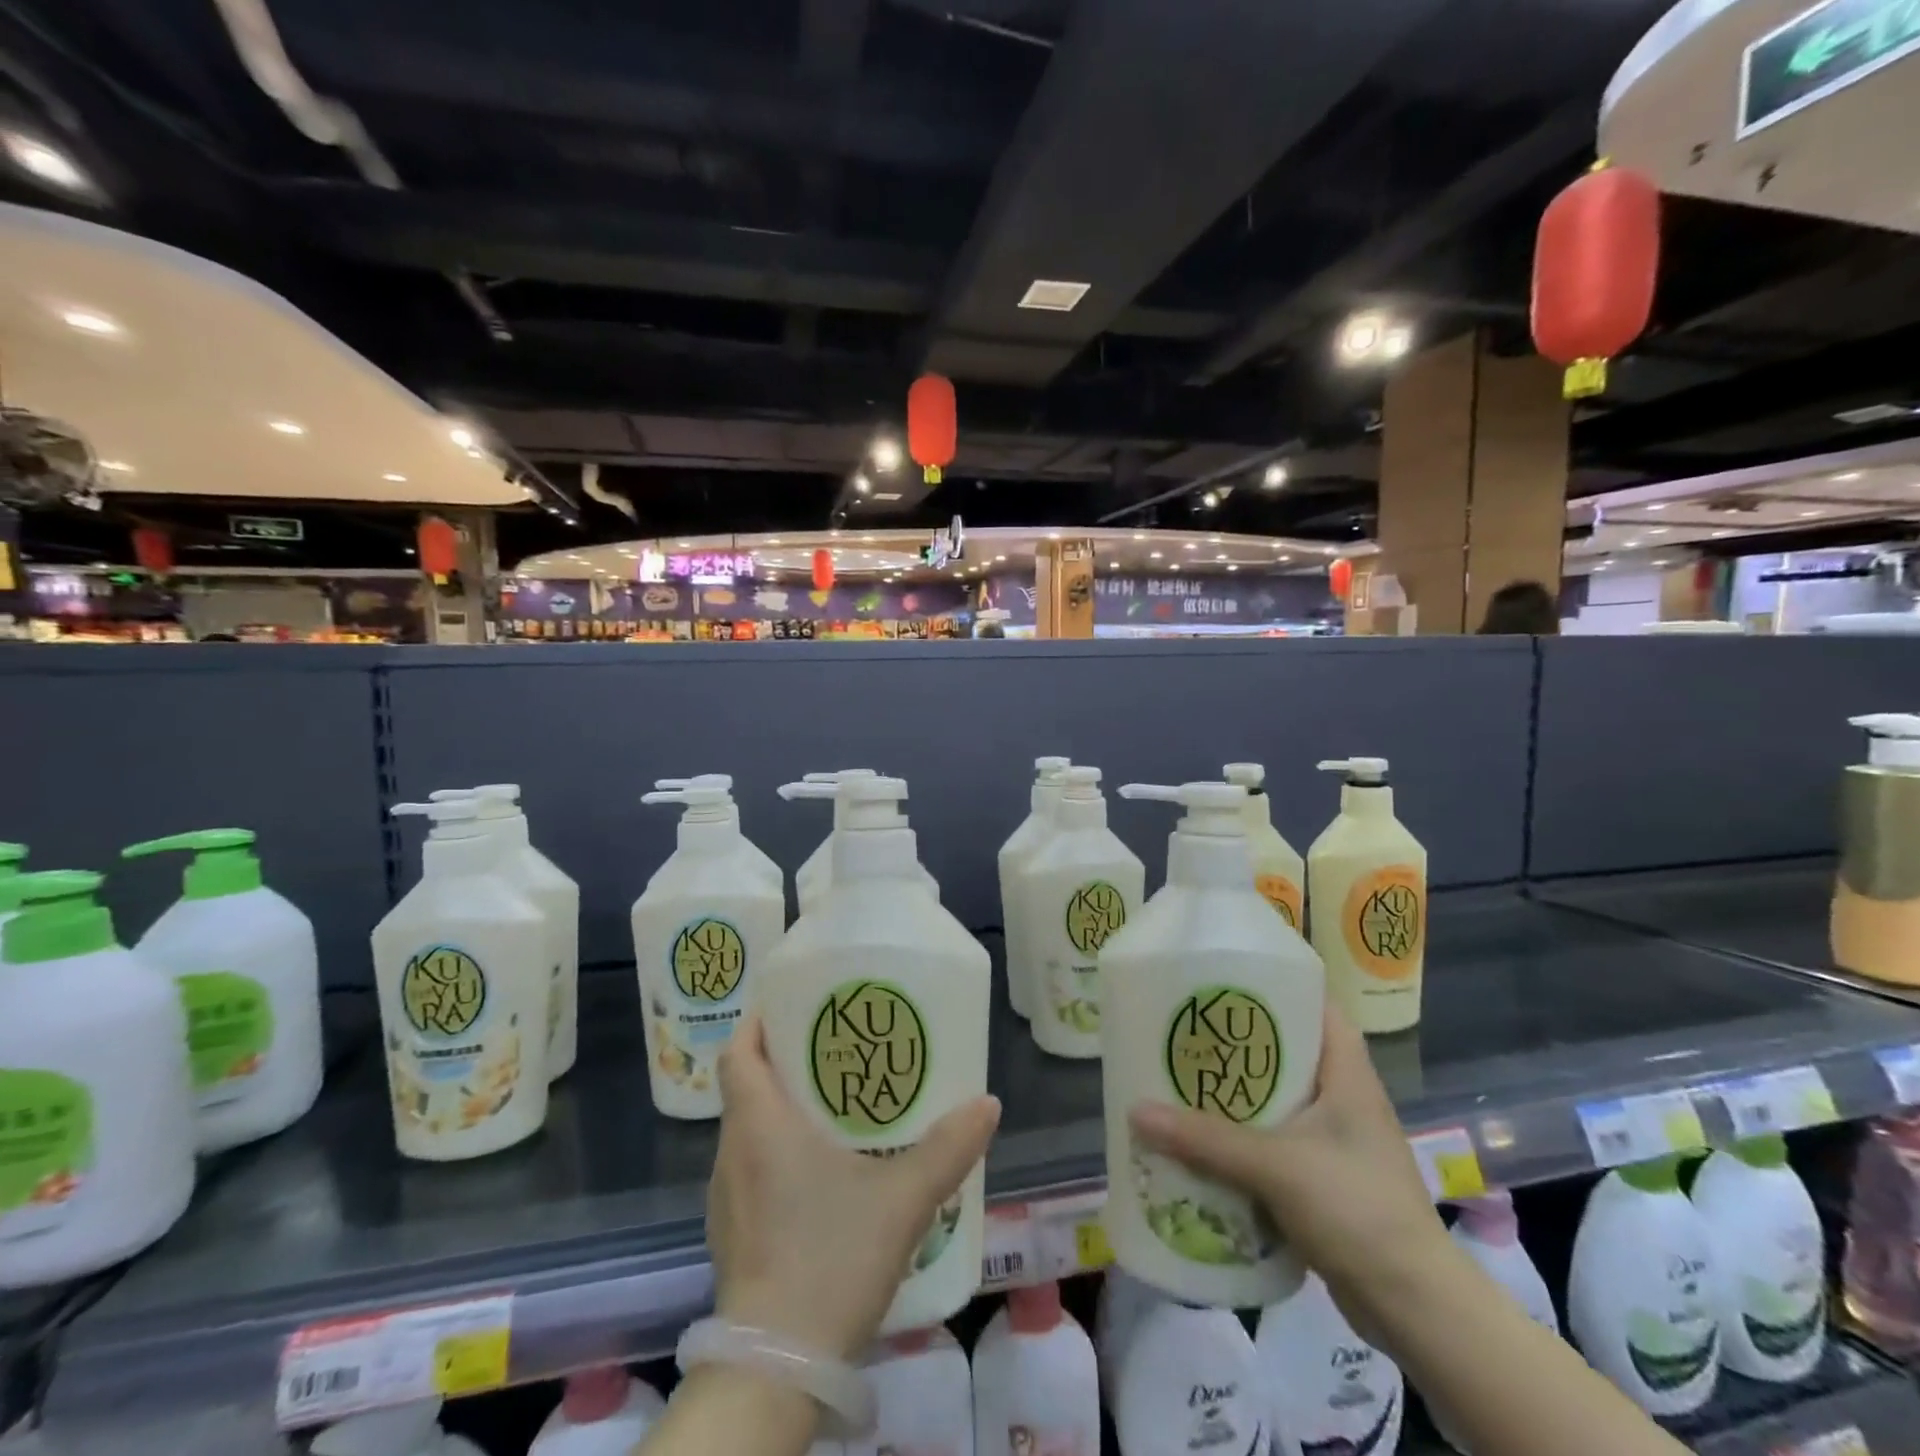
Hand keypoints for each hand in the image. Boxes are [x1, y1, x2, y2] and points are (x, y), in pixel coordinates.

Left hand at [707, 1013, 1000, 1358]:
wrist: (775, 1369)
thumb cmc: (830, 1259)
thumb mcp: (903, 1198)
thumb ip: (948, 1148)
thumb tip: (988, 1104)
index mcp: (759, 1125)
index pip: (739, 1052)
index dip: (759, 1022)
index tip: (794, 1007)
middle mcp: (733, 1153)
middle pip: (745, 1087)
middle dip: (783, 1062)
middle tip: (833, 1050)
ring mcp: (726, 1199)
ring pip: (747, 1130)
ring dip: (779, 1109)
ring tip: (832, 1104)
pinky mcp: (732, 1235)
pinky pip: (749, 1169)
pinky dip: (776, 1153)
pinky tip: (819, 1172)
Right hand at [1128, 998, 1451, 1329]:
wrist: (1415, 1308)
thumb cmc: (1357, 1209)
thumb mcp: (1276, 1167)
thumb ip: (1206, 1140)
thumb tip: (1135, 1110)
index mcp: (1347, 1075)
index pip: (1318, 1008)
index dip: (1278, 988)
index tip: (1226, 982)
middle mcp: (1344, 1099)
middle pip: (1288, 1053)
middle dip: (1239, 1044)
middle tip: (1188, 1030)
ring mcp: (1336, 1143)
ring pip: (1278, 1101)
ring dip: (1237, 1096)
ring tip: (1184, 1080)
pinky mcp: (1325, 1181)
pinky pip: (1275, 1144)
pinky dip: (1243, 1140)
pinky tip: (1205, 1141)